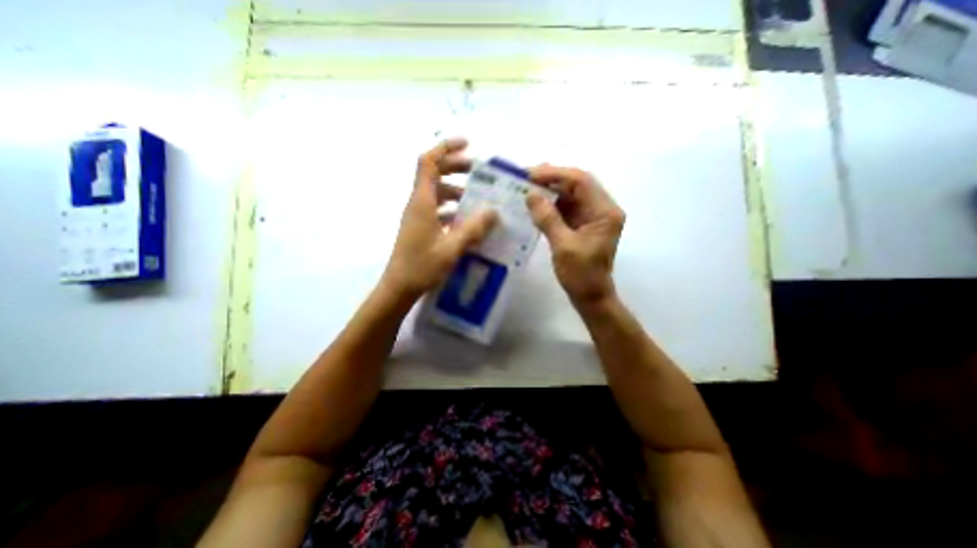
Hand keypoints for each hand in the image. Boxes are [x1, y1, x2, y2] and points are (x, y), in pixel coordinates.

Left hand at [383, 138, 499, 298]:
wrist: (399, 287)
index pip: (428, 162)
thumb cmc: (422, 266)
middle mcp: (418, 204)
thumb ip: (473, 229)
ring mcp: (418, 216)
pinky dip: (453, 209)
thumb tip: (493, 211)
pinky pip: (438, 209)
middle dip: (457, 168)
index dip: (446, 148)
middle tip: (480, 172)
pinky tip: (468, 220)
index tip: (467, 144)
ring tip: (479, 199)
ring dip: (457, 191)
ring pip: (438, 193)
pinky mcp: (421, 227)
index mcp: (422, 202)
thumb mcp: (452, 248)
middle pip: (435, 174)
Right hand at [528, 164, 624, 305]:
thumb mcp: (563, 246)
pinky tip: (535, 203)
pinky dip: (551, 204)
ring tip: (526, 186)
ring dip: (550, 190)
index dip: (555, 174)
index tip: (530, 174)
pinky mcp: (582, 224)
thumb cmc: (581, 275)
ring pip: (570, 194)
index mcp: (604, 212)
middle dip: (551, 179)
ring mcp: (592, 216)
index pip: (581, 181)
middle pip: (577, 184)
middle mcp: (602, 209)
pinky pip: (566, 207)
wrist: (590, 296)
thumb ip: (547, 218)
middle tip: (526, 177)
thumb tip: (531, 194)